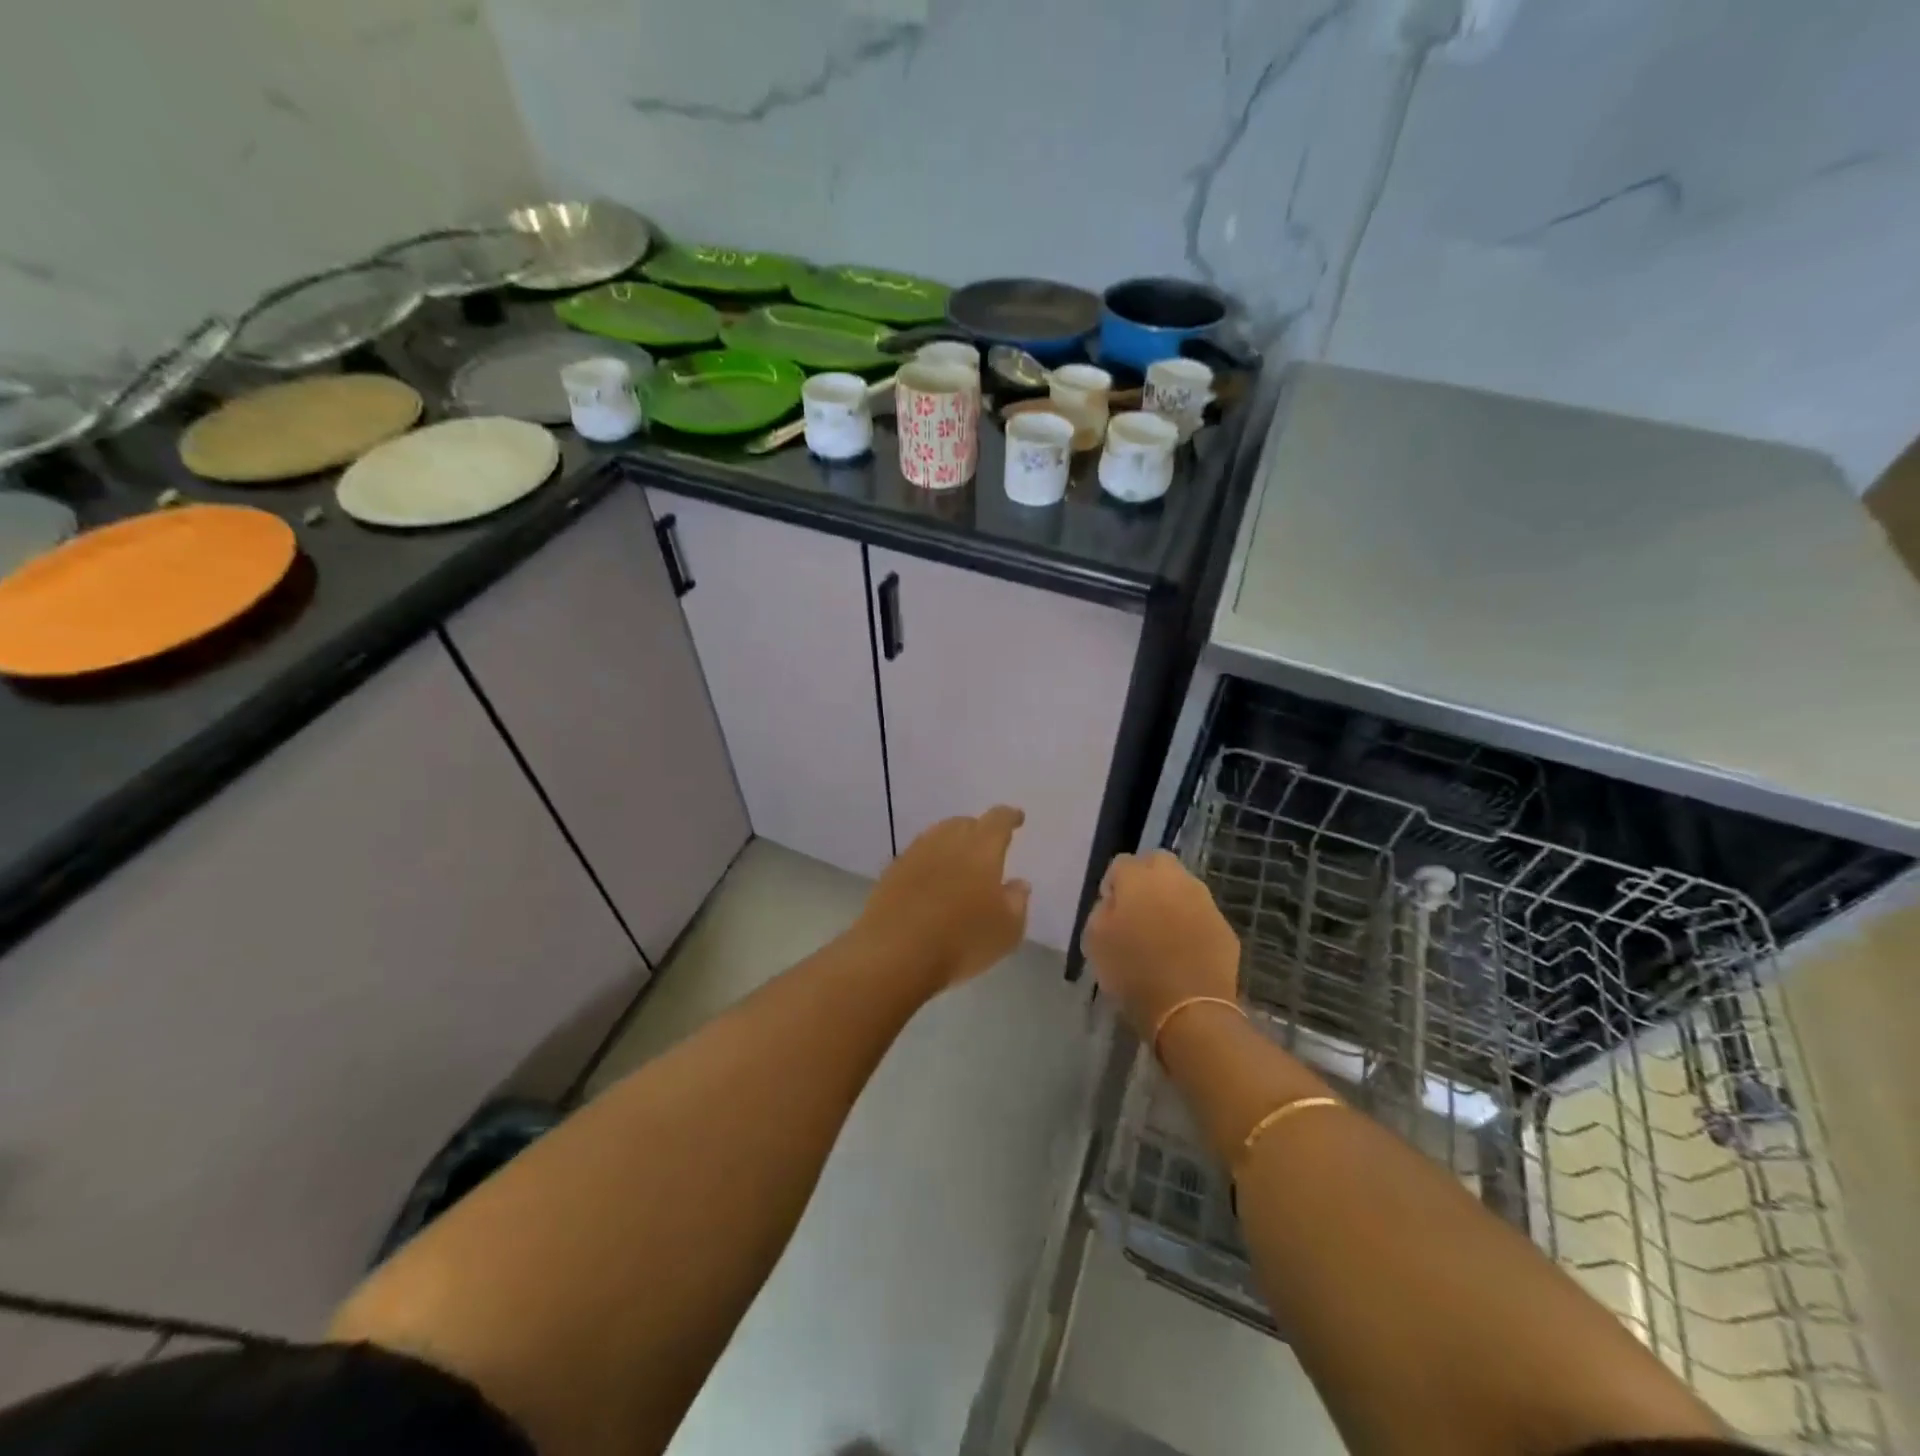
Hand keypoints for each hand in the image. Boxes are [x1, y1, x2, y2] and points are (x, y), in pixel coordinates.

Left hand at [854, 806, 1030, 992]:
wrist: (895, 953)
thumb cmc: (962, 940)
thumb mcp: (1007, 930)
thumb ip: (1017, 902)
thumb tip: (1017, 884)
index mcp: (981, 848)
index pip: (998, 820)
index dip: (1009, 817)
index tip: (1016, 818)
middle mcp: (947, 841)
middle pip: (964, 823)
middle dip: (978, 830)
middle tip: (987, 847)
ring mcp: (915, 854)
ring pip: (937, 836)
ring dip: (951, 843)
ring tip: (959, 862)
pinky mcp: (892, 872)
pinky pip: (917, 857)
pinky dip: (929, 863)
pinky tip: (931, 882)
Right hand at [1083, 850, 1240, 1035]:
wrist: (1189, 1010)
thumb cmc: (1133, 972)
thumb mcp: (1095, 941)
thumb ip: (1102, 910)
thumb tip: (1114, 901)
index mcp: (1139, 878)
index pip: (1121, 864)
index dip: (1113, 885)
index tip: (1111, 910)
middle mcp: (1174, 879)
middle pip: (1158, 862)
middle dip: (1146, 878)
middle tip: (1137, 910)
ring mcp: (1204, 901)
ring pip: (1183, 886)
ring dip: (1171, 899)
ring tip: (1162, 931)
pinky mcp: (1224, 926)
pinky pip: (1201, 914)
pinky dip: (1191, 923)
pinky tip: (1184, 950)